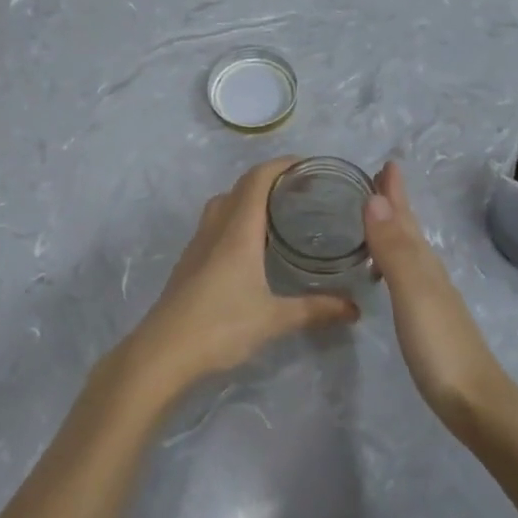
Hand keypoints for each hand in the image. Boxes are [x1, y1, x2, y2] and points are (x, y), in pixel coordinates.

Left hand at [122, 159, 360, 402]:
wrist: (163, 352)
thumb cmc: (220, 326)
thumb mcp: (274, 319)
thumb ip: (315, 310)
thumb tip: (354, 308)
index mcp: (238, 230)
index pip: (257, 179)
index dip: (281, 165)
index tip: (307, 165)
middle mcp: (216, 228)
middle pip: (240, 187)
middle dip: (269, 180)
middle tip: (300, 191)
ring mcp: (198, 244)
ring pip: (223, 204)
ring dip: (247, 198)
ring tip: (276, 214)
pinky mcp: (188, 262)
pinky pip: (214, 224)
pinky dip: (234, 220)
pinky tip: (249, 247)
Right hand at [364, 162, 512, 425]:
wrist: (475, 402)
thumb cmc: (440, 346)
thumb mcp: (413, 292)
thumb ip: (393, 249)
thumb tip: (373, 198)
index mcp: (424, 262)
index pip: (405, 217)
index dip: (395, 191)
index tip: (385, 162)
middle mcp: (429, 272)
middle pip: (410, 230)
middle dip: (394, 204)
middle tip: (378, 180)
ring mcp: (431, 297)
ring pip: (408, 251)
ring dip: (392, 230)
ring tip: (374, 219)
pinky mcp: (428, 320)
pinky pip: (405, 275)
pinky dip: (392, 261)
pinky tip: (385, 273)